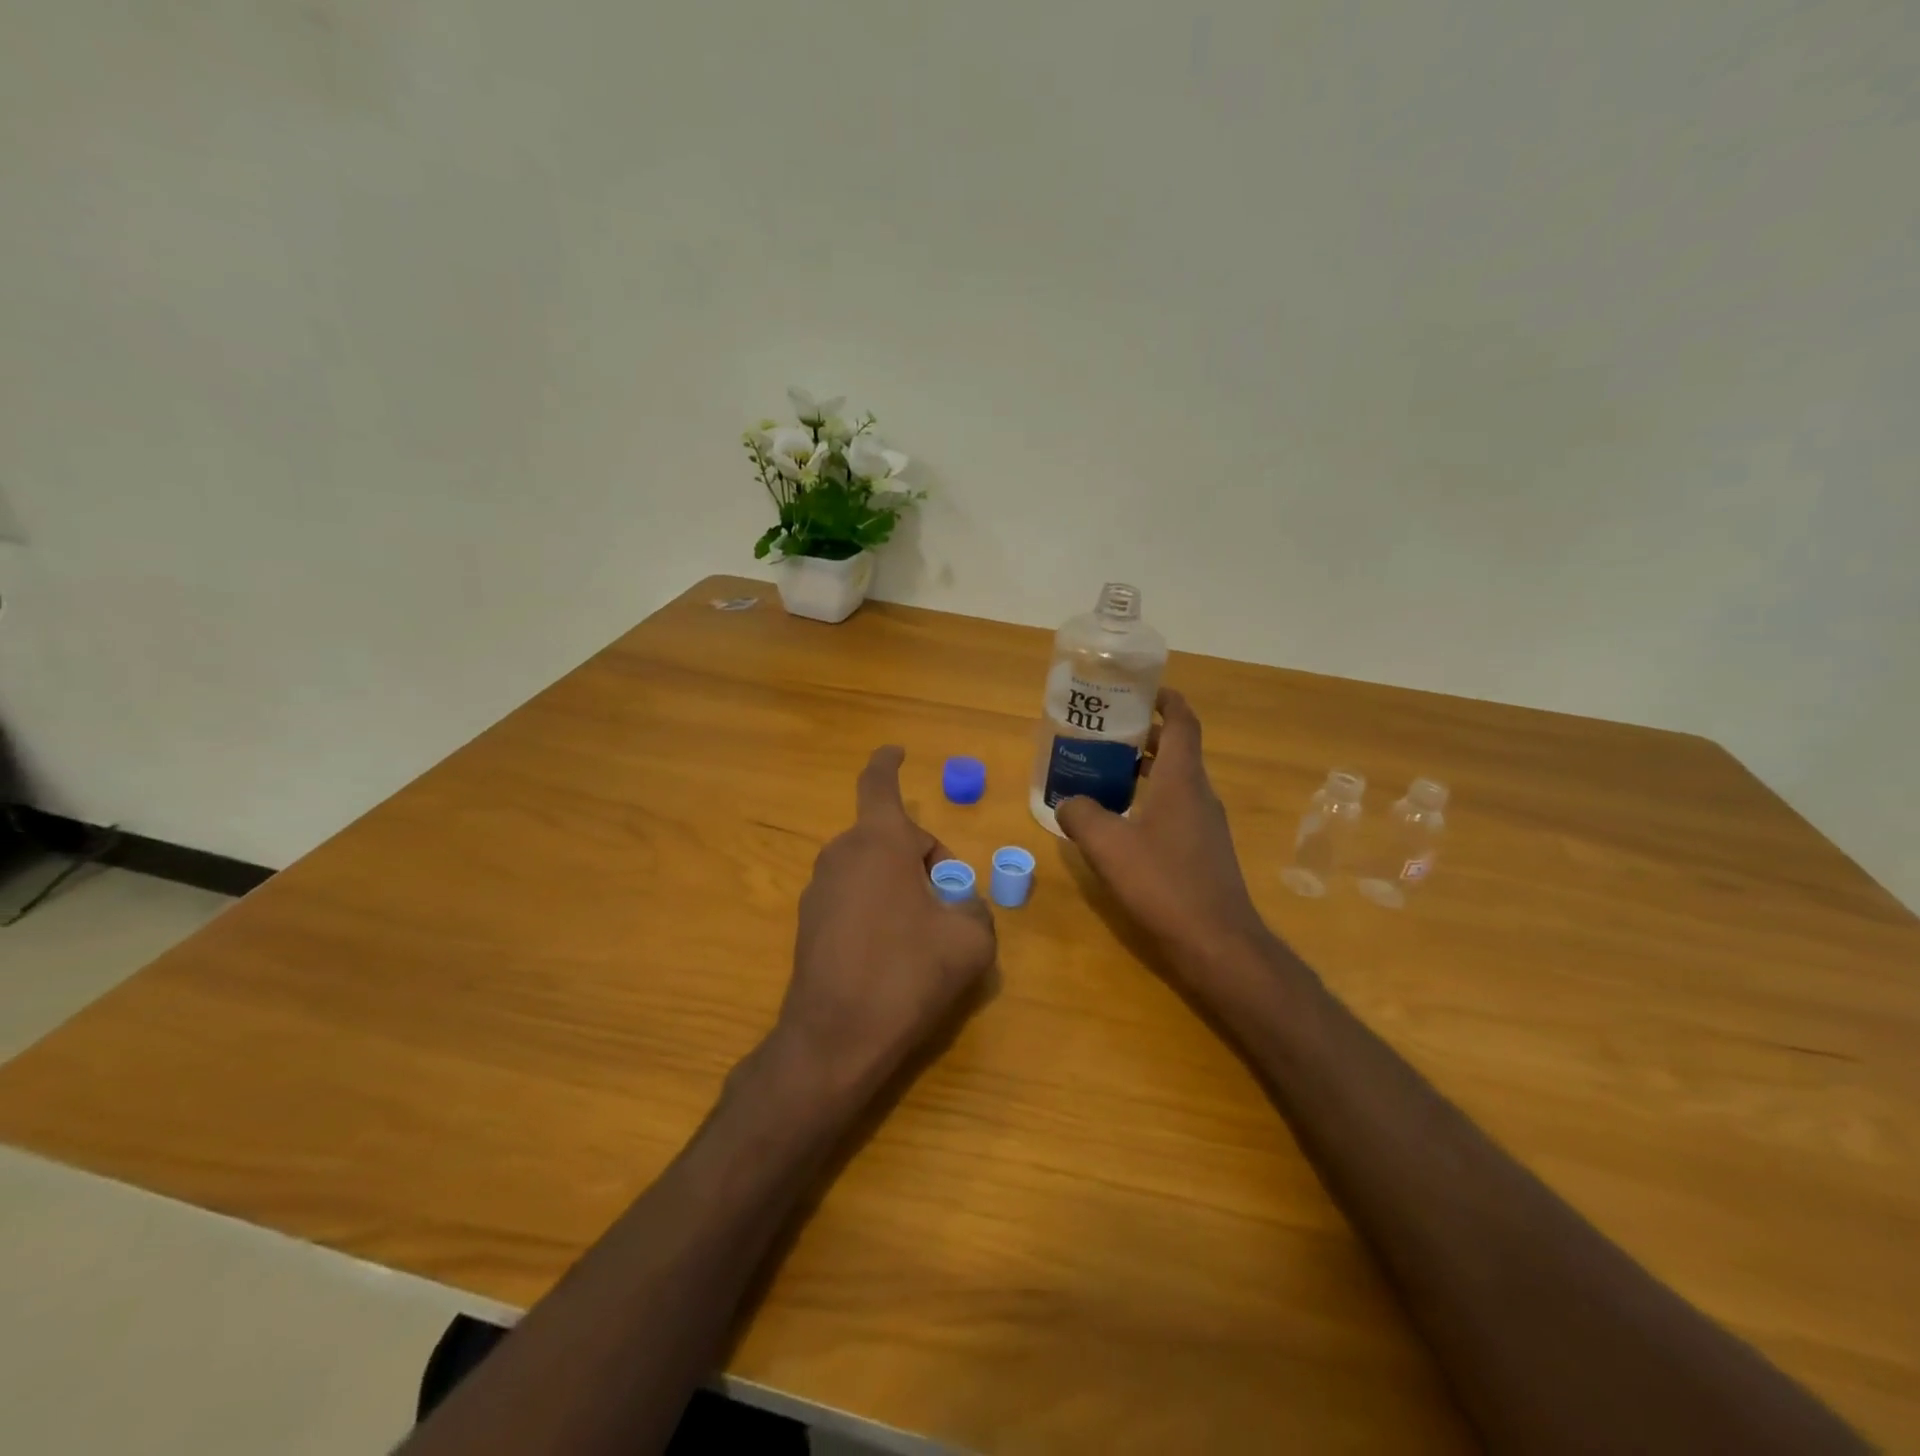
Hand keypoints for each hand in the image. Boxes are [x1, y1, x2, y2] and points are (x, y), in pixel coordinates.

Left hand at [776, 746, 996, 1100]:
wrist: (835, 1038)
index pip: (879, 783)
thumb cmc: (907, 974)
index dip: (889, 762)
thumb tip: (962, 904)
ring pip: (872, 868)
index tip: (897, 751)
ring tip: (922, 936)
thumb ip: (976, 908)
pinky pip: (854, 896)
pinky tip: (890, 956)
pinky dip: (877, 908)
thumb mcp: (970, 939)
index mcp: (879, 841)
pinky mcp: (808, 922)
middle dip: (923, 859)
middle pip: (889, 837)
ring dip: (900, 885)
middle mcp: (842, 853)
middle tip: (949, 903)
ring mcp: (819, 888)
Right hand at [1056, 690, 1271, 978]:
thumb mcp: (1108, 846)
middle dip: (1143, 735)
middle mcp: (1199, 795)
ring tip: (1103, 772)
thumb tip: (1067, 801)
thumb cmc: (1164, 883)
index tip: (1140, 688)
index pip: (1183, 722)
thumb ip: (1081, 815)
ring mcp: (1205, 825)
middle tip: (1103, 732)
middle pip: (1176, 750)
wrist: (1216, 943)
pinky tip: (1120, 822)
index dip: (1166, 699)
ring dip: (1143, 770)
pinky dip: (1148, 801)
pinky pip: (1174, 810)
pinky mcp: (1203, 851)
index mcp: (1183, 780)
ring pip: (1174, 782)